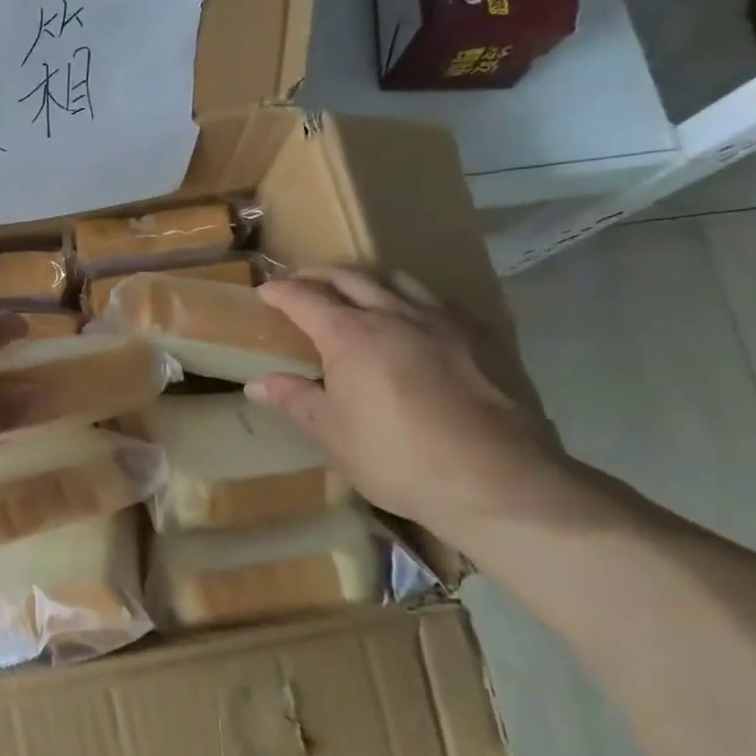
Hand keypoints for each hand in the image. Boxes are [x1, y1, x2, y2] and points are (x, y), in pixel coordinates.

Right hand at [246, 268, 568, 534]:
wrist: (498, 480)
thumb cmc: (398, 458)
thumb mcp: (333, 433)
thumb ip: (295, 400)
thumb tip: (257, 384)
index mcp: (350, 335)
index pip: (305, 298)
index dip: (281, 291)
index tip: (265, 291)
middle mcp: (394, 314)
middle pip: (349, 277)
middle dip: (318, 274)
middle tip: (300, 281)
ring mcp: (443, 322)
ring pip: (397, 279)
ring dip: (367, 278)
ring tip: (356, 291)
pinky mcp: (482, 337)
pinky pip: (438, 301)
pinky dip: (411, 298)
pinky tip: (414, 319)